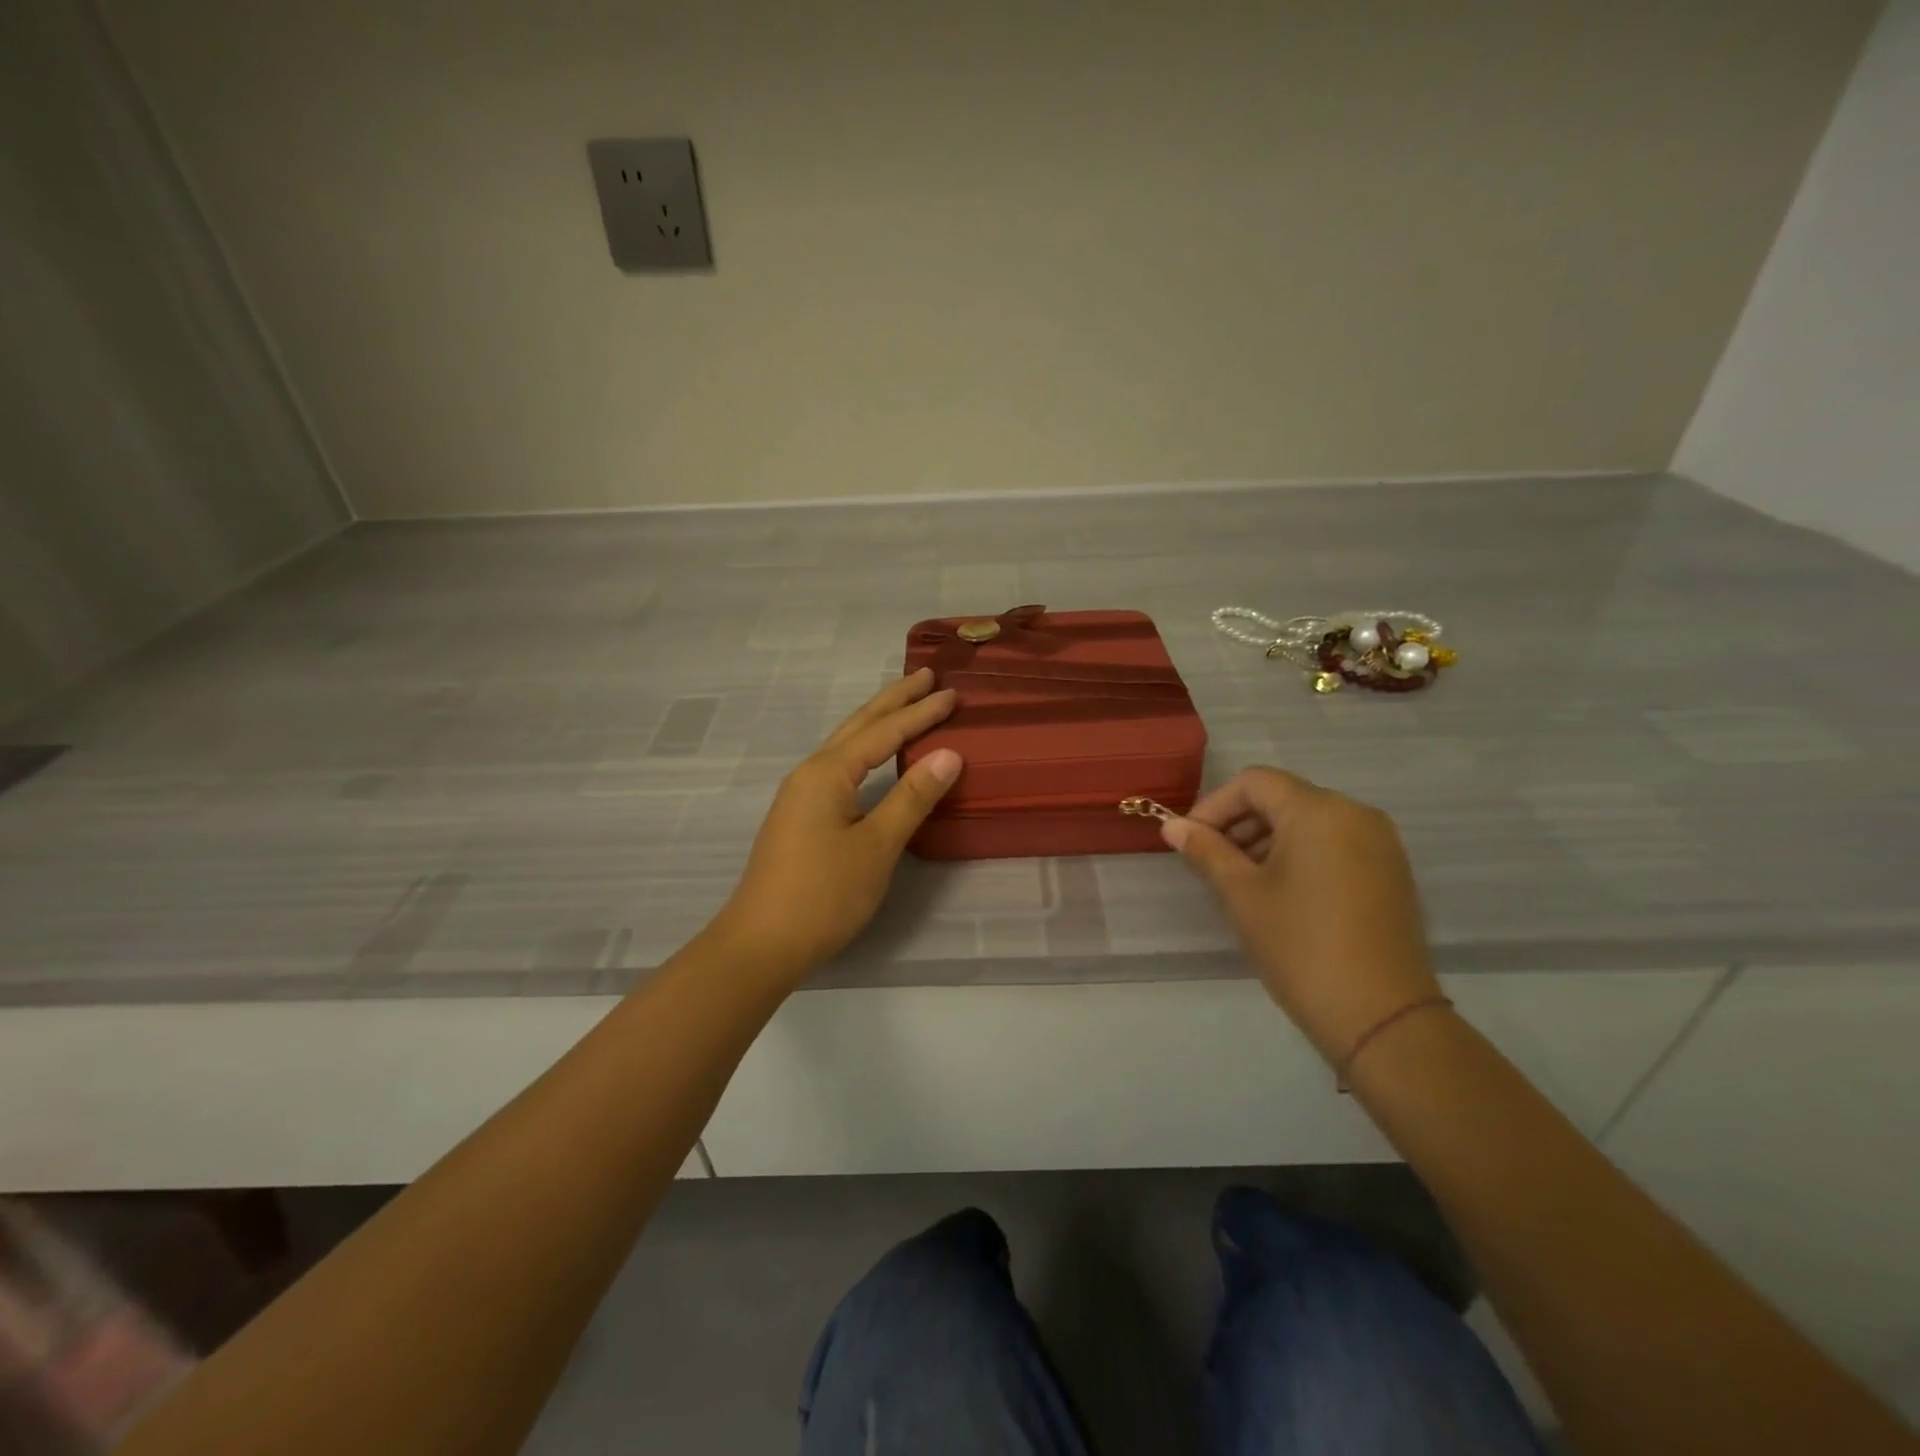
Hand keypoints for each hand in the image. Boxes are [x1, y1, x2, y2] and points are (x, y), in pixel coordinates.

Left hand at [710, 668, 962, 985]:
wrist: (762, 943)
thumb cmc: (824, 894)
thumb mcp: (877, 845)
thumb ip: (912, 797)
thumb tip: (948, 753)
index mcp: (828, 773)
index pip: (883, 732)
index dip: (920, 713)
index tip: (951, 693)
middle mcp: (810, 773)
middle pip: (858, 725)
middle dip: (893, 700)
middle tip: (925, 675)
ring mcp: (801, 795)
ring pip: (846, 744)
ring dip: (877, 721)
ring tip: (904, 704)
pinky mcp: (801, 816)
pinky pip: (839, 765)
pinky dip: (865, 749)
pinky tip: (873, 756)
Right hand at [1162, 766, 1441, 1062]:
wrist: (1380, 1016)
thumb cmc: (1299, 946)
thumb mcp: (1241, 894)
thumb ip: (1205, 850)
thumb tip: (1171, 826)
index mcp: (1318, 810)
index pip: (1254, 783)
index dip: (1214, 805)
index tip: (1189, 840)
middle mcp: (1355, 813)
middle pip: (1283, 798)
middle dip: (1239, 823)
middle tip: (1209, 861)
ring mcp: (1380, 843)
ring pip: (1309, 821)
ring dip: (1267, 839)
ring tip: (1240, 880)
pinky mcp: (1391, 872)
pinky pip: (1334, 843)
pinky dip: (1300, 854)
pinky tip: (1279, 892)